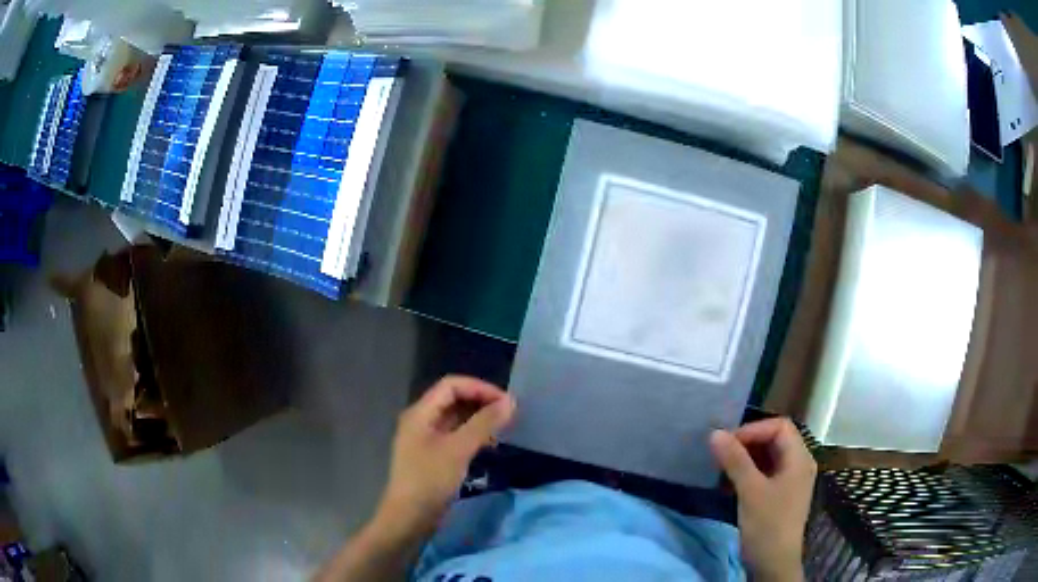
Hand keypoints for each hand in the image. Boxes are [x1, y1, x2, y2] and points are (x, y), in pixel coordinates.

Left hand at [374, 376, 515, 536]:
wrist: (409, 517)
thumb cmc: (430, 480)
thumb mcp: (458, 450)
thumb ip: (484, 423)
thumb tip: (510, 401)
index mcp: (420, 413)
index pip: (451, 385)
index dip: (479, 388)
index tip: (505, 402)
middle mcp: (421, 420)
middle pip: (453, 399)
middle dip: (481, 403)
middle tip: (508, 415)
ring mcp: (425, 438)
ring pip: (455, 418)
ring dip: (478, 419)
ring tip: (502, 429)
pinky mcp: (432, 455)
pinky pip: (454, 435)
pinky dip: (472, 435)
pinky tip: (488, 445)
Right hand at [710, 418, 815, 581]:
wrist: (774, 563)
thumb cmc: (767, 524)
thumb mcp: (750, 491)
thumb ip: (735, 460)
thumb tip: (715, 433)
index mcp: (799, 458)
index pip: (779, 426)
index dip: (754, 430)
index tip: (727, 443)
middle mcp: (799, 464)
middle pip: (775, 439)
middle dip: (747, 443)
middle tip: (721, 453)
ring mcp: (790, 480)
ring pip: (768, 457)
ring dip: (746, 458)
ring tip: (722, 468)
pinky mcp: (780, 494)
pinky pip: (765, 473)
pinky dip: (748, 473)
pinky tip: (729, 484)